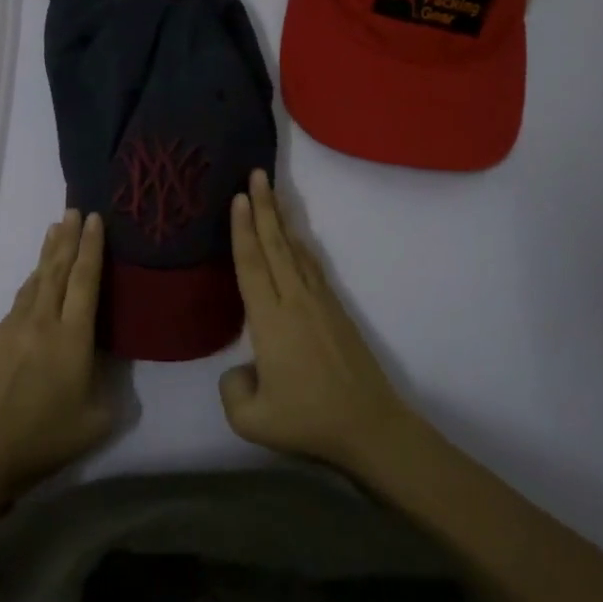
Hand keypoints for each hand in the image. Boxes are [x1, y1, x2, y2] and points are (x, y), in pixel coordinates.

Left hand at [0, 209, 115, 493]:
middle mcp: (42, 322)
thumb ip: (109, 388)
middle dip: (68, 237)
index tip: (95, 219)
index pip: (85, 280)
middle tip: (74, 210)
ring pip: (35, 280)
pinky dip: (32, 282)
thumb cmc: (44, 439)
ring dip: (47, 254)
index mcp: (72, 338)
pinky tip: (35, 281)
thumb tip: (106, 366)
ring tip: (55, 231)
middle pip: (57, 269)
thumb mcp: (96, 421)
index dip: (92, 247)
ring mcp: (13, 327)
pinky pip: (19, 301)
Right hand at [220, 170, 415, 472]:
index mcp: (270, 321)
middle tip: (256, 174)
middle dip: (264, 207)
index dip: (243, 230)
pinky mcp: (337, 312)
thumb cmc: (308, 421)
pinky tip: (297, 240)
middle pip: (275, 245)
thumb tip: (241, 369)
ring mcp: (320, 303)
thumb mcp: (252, 421)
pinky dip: (300, 246)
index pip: (251, 264)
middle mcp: (295, 301)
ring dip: (282, 220)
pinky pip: (312, 267)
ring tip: (274, 195)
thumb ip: (232, 390)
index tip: (239, 197)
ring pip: (296, 251)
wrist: (369, 427)